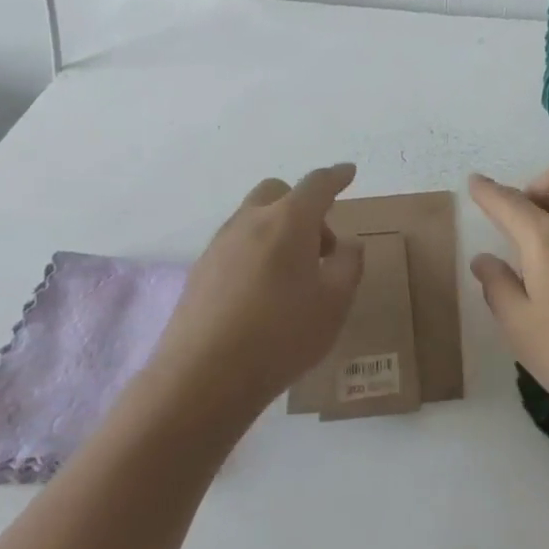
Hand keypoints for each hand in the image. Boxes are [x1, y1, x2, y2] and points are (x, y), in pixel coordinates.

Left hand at [148, 164, 365, 417]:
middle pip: (278, 192)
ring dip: (278, 230)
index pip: (317, 184)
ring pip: (254, 218)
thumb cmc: (282, 335)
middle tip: (320, 247)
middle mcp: (250, 221)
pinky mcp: (200, 270)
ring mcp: (220, 244)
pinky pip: (236, 245)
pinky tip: (262, 293)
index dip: (336, 176)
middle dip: (303, 206)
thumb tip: (347, 245)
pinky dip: (256, 251)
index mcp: (289, 221)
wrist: (203, 377)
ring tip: (293, 277)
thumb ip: (348, 265)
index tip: (348, 172)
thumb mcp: (335, 303)